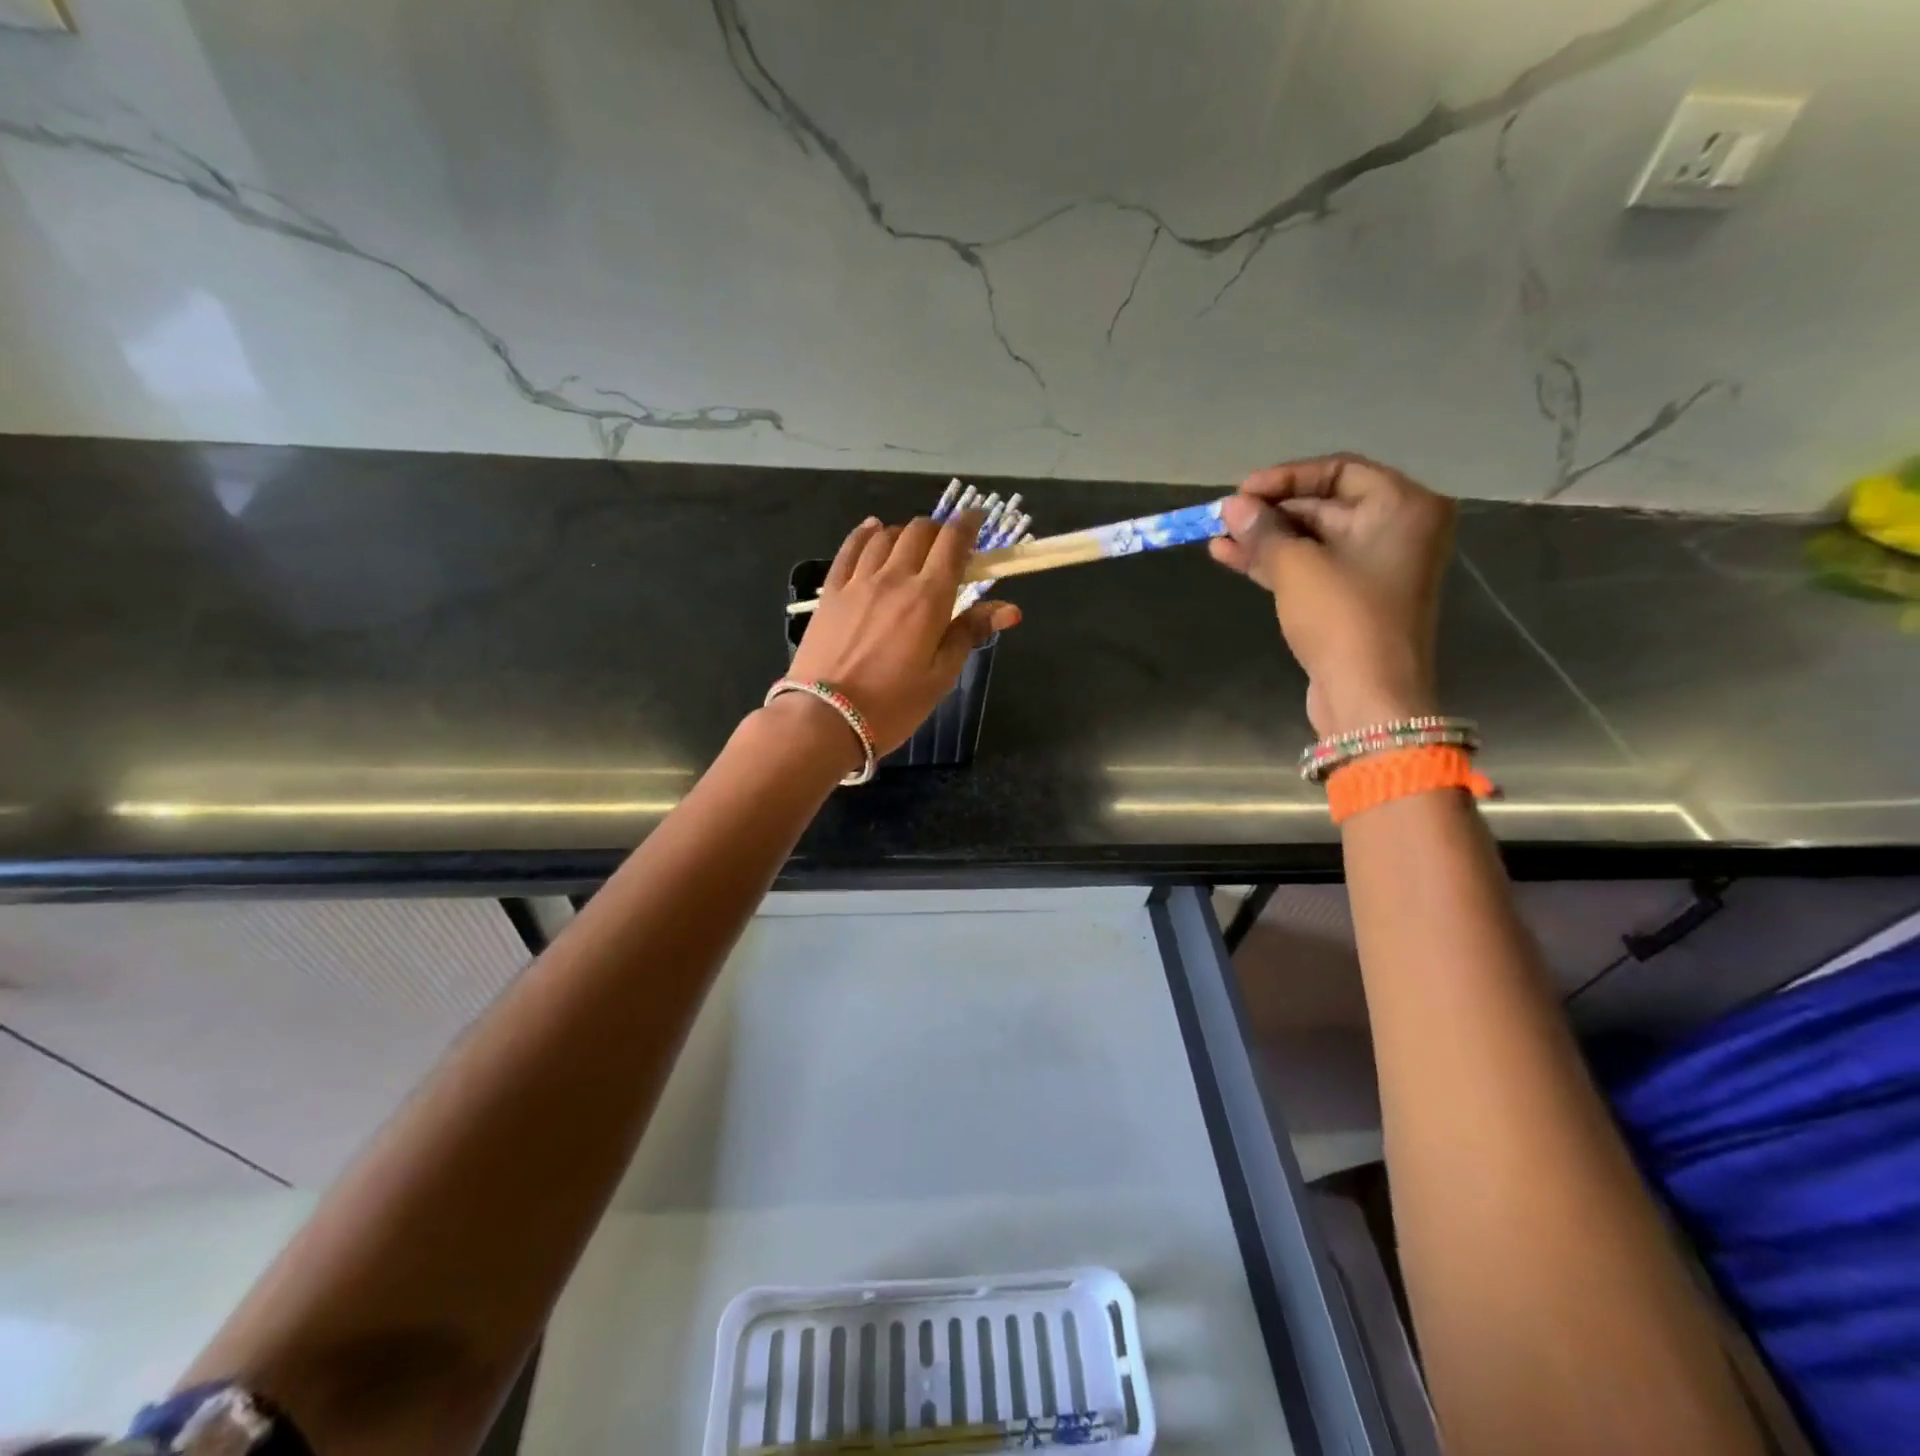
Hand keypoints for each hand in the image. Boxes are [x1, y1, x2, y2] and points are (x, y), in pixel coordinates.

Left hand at [789, 510, 1021, 753]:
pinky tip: (872, 530)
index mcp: (929, 598)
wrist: (825, 718)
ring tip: (913, 547)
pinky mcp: (831, 592)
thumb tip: (1010, 609)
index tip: (978, 520)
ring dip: (905, 533)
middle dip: (939, 530)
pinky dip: (865, 534)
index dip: (968, 525)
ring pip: (885, 536)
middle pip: (919, 532)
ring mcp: (858, 582)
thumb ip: (970, 633)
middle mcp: (894, 578)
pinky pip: (849, 549)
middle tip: (948, 546)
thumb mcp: (941, 676)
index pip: (953, 543)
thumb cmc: (893, 704)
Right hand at [1209, 454, 1453, 735]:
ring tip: (1216, 537)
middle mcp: (1397, 531)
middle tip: (1224, 517)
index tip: (1242, 491)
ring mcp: (1375, 569)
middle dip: (1270, 512)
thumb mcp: (1297, 567)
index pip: (1339, 470)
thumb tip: (1231, 507)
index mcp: (1403, 507)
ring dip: (1265, 539)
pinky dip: (1275, 563)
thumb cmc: (1343, 618)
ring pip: (1312, 540)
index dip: (1286, 478)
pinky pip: (1311, 569)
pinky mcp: (1353, 600)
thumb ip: (1263, 530)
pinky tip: (1231, 557)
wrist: (1368, 696)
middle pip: (1325, 506)